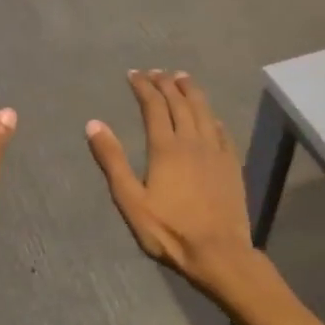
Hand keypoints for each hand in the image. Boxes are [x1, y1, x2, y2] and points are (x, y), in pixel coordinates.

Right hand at [85, 70, 261, 299]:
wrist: (219, 252)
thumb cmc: (169, 230)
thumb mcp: (130, 199)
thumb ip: (112, 160)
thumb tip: (94, 124)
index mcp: (165, 147)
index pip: (153, 106)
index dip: (143, 87)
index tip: (133, 74)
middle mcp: (192, 141)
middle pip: (179, 102)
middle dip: (165, 83)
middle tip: (155, 72)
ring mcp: (215, 151)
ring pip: (203, 110)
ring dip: (190, 91)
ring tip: (182, 78)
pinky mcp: (231, 164)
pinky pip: (221, 130)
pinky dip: (211, 116)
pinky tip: (209, 114)